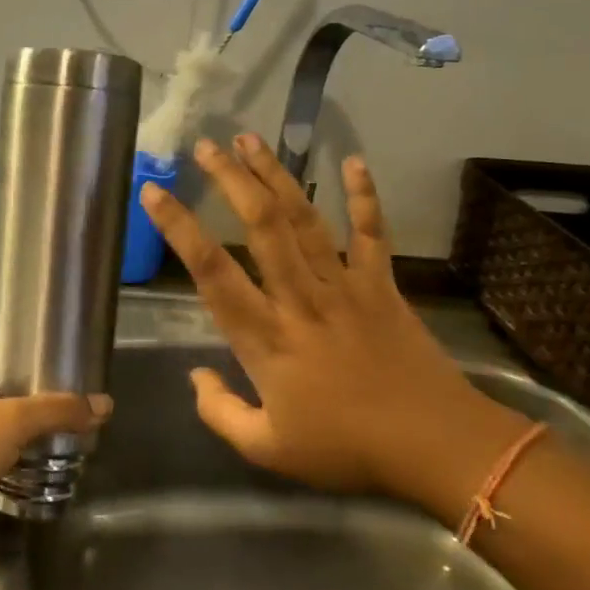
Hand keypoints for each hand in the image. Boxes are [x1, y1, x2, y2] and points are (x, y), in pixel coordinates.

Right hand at [141, 136, 525, 510]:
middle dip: (231, 181)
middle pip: (261, 227)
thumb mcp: (267, 448)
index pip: (211, 272)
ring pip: (305, 219)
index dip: (179, 228)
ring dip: (276, 176)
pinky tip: (354, 161)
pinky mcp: (382, 286)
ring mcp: (344, 287)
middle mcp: (299, 299)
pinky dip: (364, 196)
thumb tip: (194, 376)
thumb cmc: (346, 450)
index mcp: (265, 338)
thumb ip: (220, 412)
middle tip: (207, 146)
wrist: (435, 446)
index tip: (153, 192)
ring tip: (251, 140)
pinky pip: (372, 233)